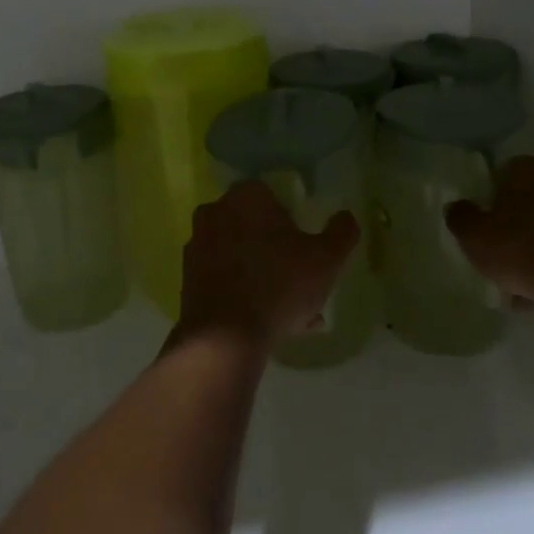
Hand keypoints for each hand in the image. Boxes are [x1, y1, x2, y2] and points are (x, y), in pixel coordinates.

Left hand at [179, 181, 359, 348]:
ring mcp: (197, 246)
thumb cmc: (278, 285)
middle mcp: (215, 212)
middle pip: (257, 227)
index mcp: (246, 196)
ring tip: (293, 311)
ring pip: (242, 256)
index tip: (309, 248)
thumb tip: (346, 216)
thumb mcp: (326, 259)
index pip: (276, 196)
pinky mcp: (187, 278)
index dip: (295, 221)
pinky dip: (245, 293)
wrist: (223, 338)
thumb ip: (341, 232)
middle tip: (302, 280)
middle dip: (279, 251)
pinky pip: (226, 279)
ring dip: (265, 275)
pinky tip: (269, 322)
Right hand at [446, 156, 533, 308]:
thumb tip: (457, 207)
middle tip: (500, 247)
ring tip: (520, 279)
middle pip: (531, 198)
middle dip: (517, 220)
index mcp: (530, 170)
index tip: (484, 220)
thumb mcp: (474, 235)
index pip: (505, 172)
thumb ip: (460, 216)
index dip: (492, 195)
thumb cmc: (522, 249)